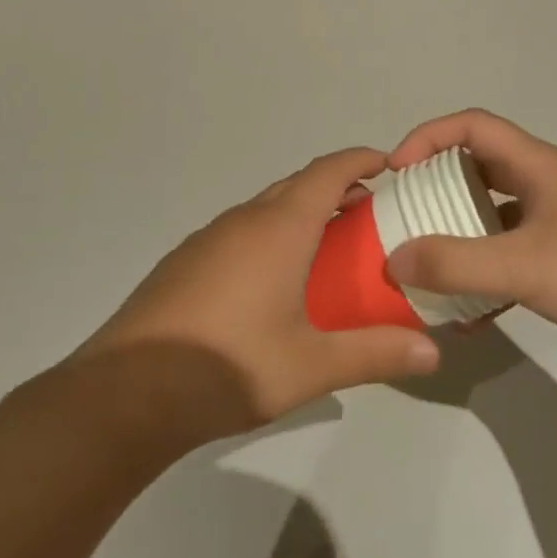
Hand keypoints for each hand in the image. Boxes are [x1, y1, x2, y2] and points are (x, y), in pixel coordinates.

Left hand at [75, 148, 439, 442]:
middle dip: (336, 188)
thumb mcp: (312, 366)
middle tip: (369, 214)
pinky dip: (269, 236)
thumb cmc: (228, 367)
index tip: (388, 165)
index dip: (360, 161)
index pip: (327, 172)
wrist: (122, 397)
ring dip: (300, 213)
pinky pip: (239, 232)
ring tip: (327, 247)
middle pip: (297, 185)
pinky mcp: (183, 263)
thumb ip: (376, 354)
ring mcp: (207, 240)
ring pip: (265, 208)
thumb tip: (434, 354)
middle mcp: (242, 221)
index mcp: (278, 229)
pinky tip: (272, 282)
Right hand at [383, 110, 556, 360]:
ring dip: (458, 235)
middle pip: (477, 170)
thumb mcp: (523, 265)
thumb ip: (456, 262)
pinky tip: (468, 314)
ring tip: (425, 267)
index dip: (428, 137)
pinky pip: (511, 254)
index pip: (472, 126)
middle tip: (403, 222)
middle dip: (435, 190)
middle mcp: (543, 185)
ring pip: (492, 216)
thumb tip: (394, 259)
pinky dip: (485, 274)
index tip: (395, 173)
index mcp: (535, 166)